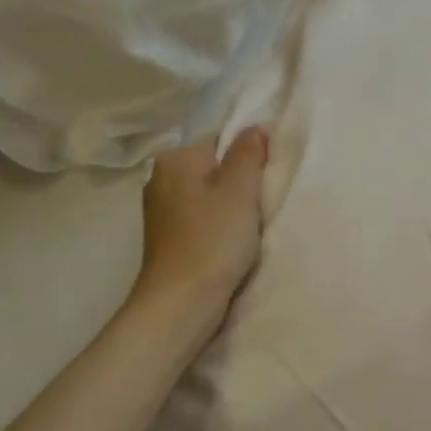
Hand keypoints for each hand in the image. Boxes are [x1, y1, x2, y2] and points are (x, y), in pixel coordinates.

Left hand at [132, 127, 268, 320]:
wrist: (181, 302)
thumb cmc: (213, 239)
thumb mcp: (240, 189)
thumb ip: (248, 153)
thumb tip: (254, 127)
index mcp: (175, 159)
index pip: (221, 140)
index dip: (249, 154)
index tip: (269, 175)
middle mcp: (161, 179)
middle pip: (214, 167)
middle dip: (240, 181)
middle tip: (265, 200)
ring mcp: (162, 211)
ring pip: (209, 194)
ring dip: (232, 206)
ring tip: (253, 223)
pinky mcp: (168, 238)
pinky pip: (202, 218)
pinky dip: (219, 225)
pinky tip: (235, 241)